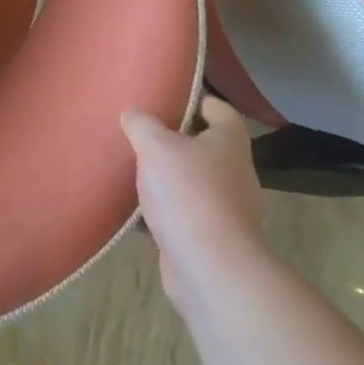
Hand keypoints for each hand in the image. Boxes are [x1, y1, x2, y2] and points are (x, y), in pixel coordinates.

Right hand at [123, 96, 265, 308]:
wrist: (210, 267)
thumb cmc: (187, 193)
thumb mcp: (155, 146)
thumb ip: (142, 124)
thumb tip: (134, 114)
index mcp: (228, 143)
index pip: (220, 110)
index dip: (197, 99)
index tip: (168, 96)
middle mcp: (233, 173)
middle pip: (203, 147)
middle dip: (172, 140)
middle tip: (139, 132)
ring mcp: (225, 209)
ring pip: (189, 182)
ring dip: (164, 177)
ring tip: (130, 168)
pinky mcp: (209, 238)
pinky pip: (180, 214)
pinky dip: (159, 210)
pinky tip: (131, 208)